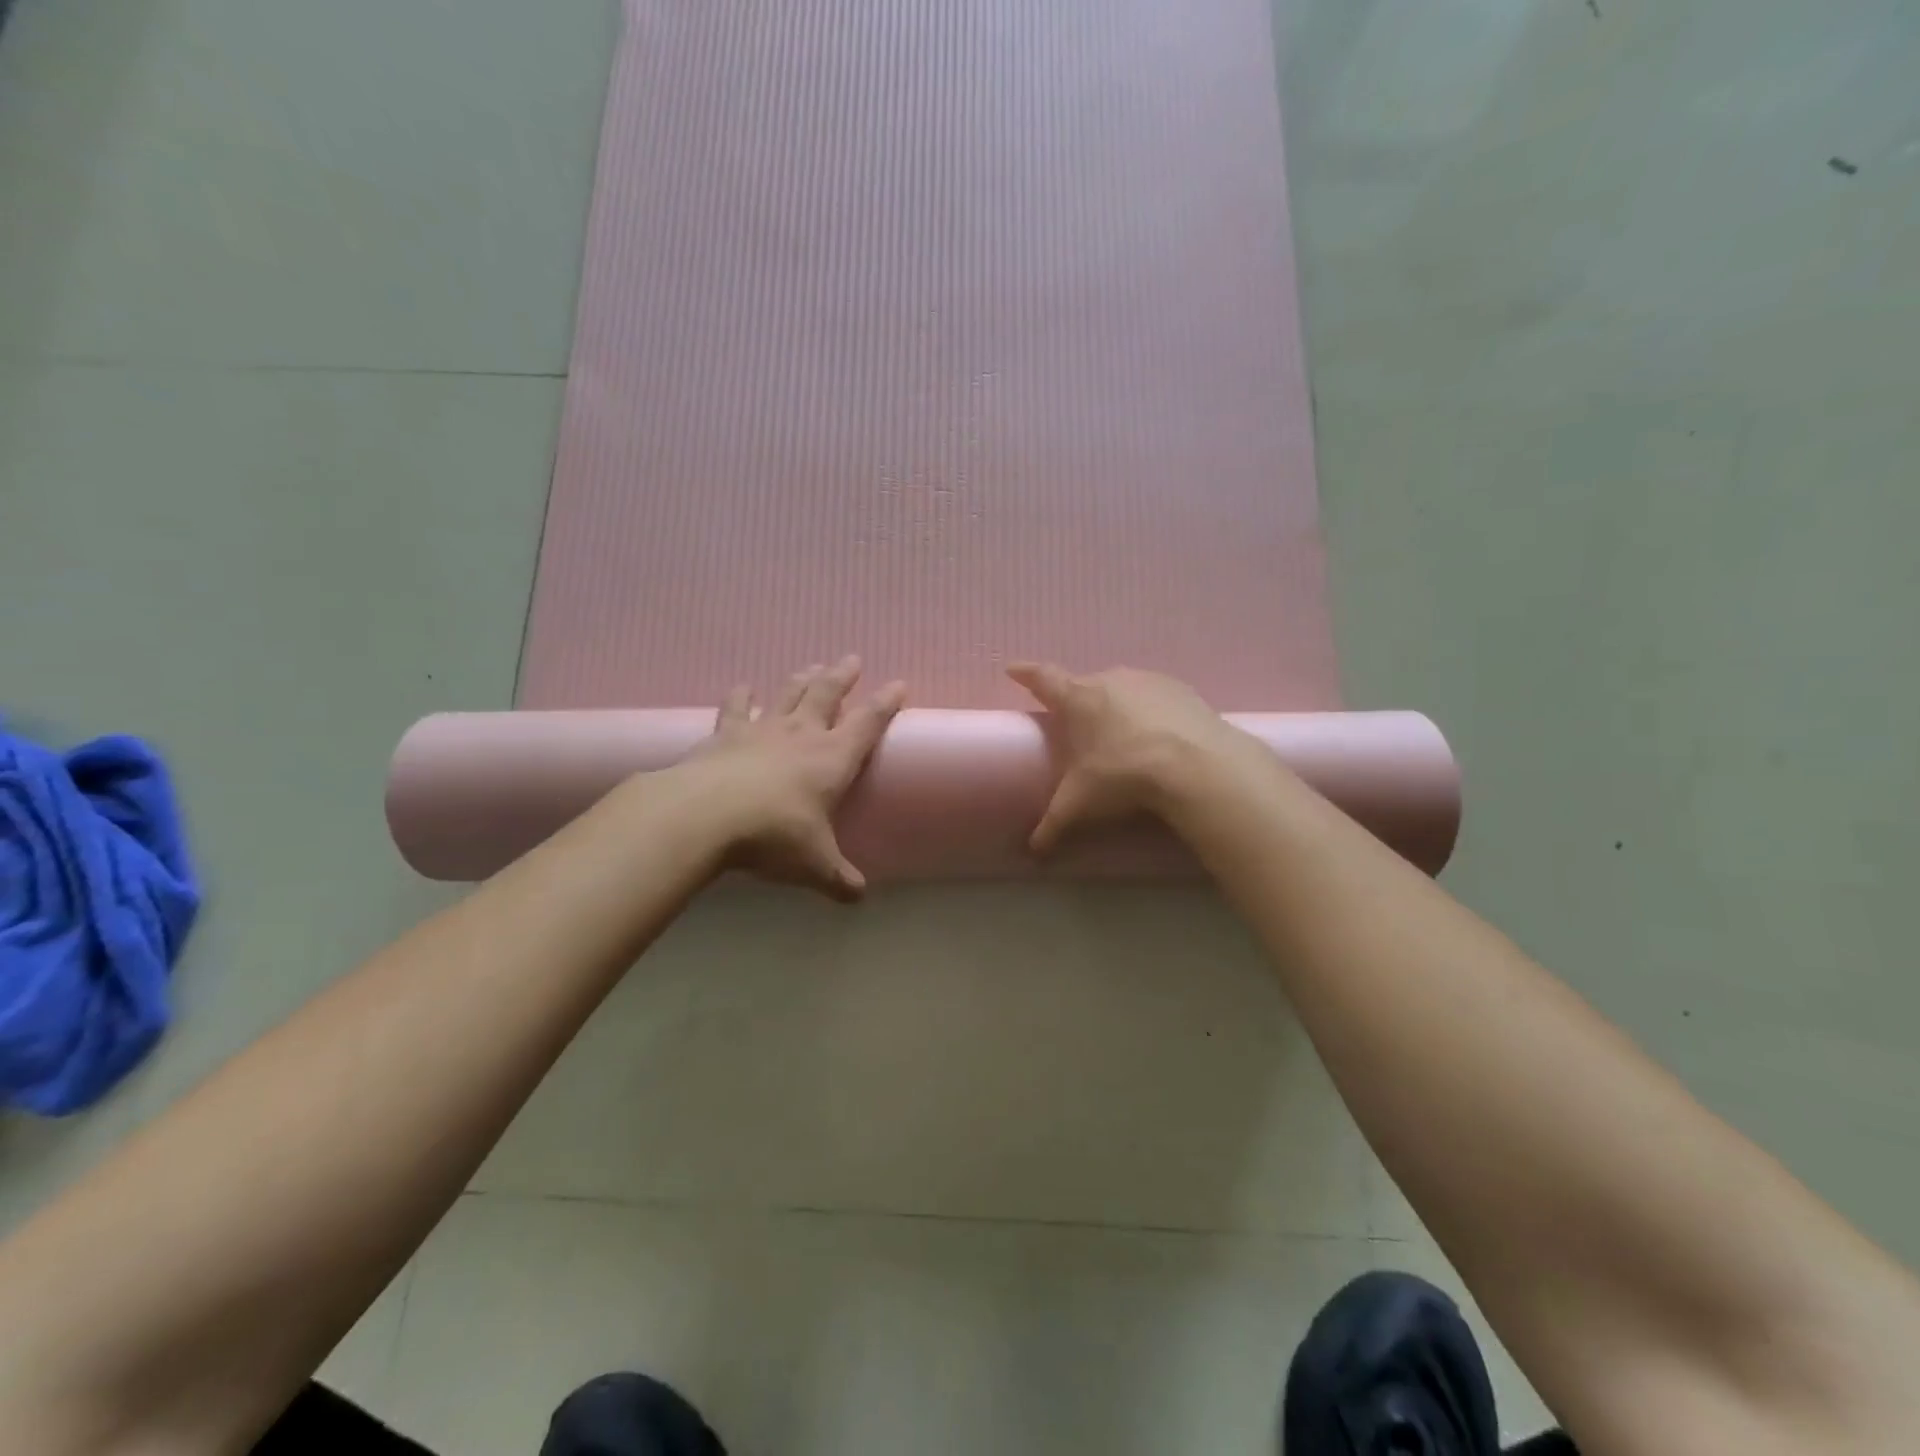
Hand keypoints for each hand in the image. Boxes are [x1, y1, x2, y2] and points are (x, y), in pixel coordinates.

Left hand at [683, 655, 905, 898]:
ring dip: (802, 679)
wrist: (707, 815)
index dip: (886, 703)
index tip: (899, 684)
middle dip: (842, 676)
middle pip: (827, 695)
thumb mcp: (815, 864)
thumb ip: (838, 878)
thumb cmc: (774, 835)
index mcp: (833, 758)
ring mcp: (763, 730)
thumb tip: (859, 897)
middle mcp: (802, 735)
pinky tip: (744, 687)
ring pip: (788, 694)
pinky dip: (743, 696)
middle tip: (852, 659)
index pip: (868, 723)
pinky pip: (738, 708)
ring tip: (811, 666)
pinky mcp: (726, 734)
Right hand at [1007, 662, 1262, 852]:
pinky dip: (1149, 711)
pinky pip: (1155, 696)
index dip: (1025, 673)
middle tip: (1076, 725)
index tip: (1012, 669)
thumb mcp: (1081, 803)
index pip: (1042, 678)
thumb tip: (1034, 852)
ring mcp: (1147, 681)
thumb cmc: (1124, 775)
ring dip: (1115, 706)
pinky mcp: (1181, 689)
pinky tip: (1158, 735)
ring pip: (1120, 689)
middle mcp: (1109, 680)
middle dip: (1077, 701)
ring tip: (1120, 735)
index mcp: (1078, 699)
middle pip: (1084, 685)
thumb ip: (1053, 823)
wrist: (1197, 766)